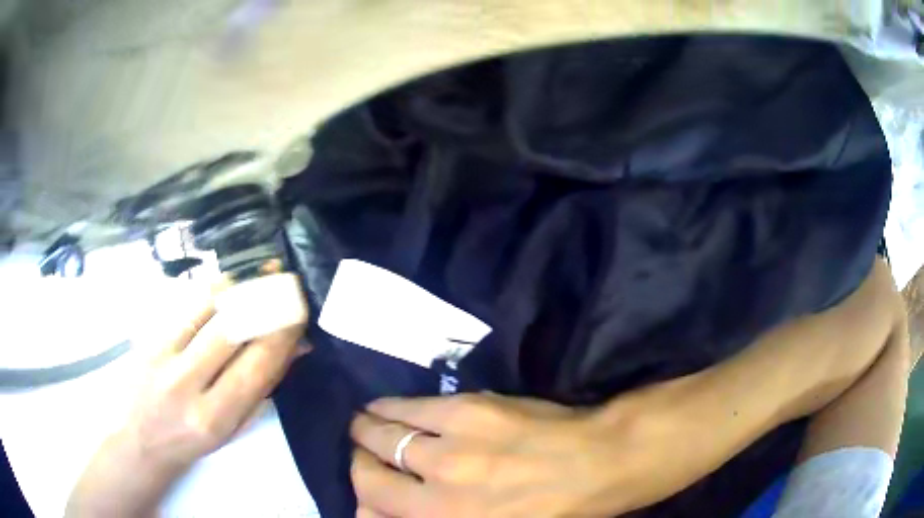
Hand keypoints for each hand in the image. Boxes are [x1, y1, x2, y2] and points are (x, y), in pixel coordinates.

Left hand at [66, 273, 307, 516]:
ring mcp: (164, 358)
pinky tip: (230, 283)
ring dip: (241, 290)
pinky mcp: (150, 339)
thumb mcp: (231, 429)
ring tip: (263, 275)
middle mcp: (186, 385)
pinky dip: (213, 291)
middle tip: (288, 282)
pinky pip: (186, 306)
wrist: (141, 439)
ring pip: (208, 312)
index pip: (255, 368)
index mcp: (213, 418)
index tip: (300, 311)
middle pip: (232, 332)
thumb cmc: (192, 442)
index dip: (281, 335)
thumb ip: (260, 390)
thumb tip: (293, 351)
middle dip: (265, 304)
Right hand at [350, 380, 711, 517]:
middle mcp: (437, 495)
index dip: (360, 501)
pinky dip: (388, 408)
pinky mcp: (467, 412)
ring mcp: (450, 451)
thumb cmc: (550, 512)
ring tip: (363, 427)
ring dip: (366, 432)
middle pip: (368, 476)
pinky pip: (409, 408)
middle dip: (359, 465)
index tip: (363, 493)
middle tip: (362, 455)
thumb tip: (382, 512)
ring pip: (381, 436)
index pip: (372, 512)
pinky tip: (383, 408)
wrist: (598, 463)